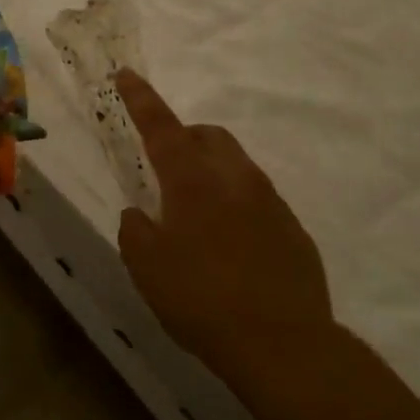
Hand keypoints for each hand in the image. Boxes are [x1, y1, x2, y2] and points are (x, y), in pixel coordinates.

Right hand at [116, 70, 333, 365]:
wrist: (284, 345)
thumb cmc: (201, 300)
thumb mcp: (146, 268)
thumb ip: (135, 231)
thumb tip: (139, 215)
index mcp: (193, 182)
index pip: (161, 127)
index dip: (140, 99)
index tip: (126, 73)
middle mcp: (235, 179)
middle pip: (208, 136)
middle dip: (184, 138)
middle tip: (166, 170)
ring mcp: (270, 202)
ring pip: (236, 165)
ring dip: (211, 172)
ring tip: (197, 215)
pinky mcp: (293, 229)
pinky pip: (258, 199)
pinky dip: (237, 204)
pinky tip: (231, 246)